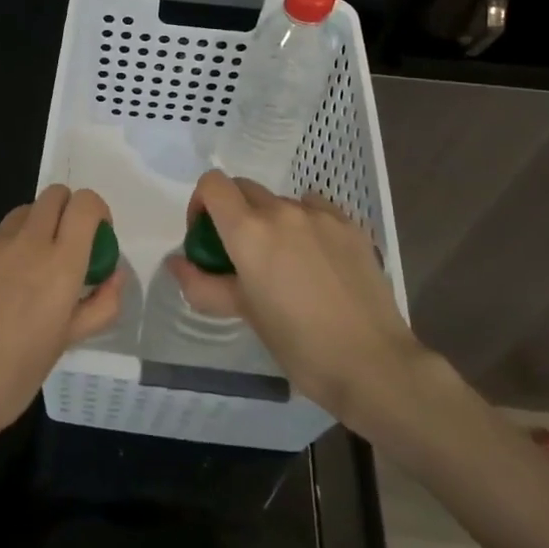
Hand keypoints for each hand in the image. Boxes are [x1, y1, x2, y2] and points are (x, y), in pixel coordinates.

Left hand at [0, 185, 122, 454]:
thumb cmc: (15, 375)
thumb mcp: (67, 342)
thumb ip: (99, 304)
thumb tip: (113, 276)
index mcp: (61, 263)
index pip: (85, 203)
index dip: (95, 212)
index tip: (95, 236)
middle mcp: (26, 242)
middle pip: (53, 195)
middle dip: (65, 212)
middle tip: (62, 249)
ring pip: (19, 216)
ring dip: (30, 231)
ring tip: (23, 274)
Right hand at [168, 171, 433, 437]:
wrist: (373, 363)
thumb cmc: (298, 344)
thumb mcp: (243, 313)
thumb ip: (203, 284)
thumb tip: (176, 263)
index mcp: (249, 231)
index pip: (213, 184)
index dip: (201, 203)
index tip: (206, 237)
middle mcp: (282, 211)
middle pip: (244, 189)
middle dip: (233, 213)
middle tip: (240, 255)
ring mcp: (320, 215)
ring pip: (281, 201)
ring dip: (271, 221)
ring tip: (285, 264)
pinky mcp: (351, 226)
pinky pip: (315, 210)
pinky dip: (305, 224)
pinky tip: (316, 260)